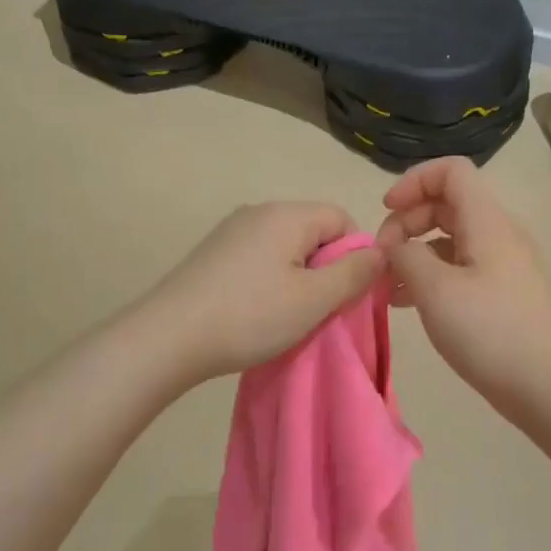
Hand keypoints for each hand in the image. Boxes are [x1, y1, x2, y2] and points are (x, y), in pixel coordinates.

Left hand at [141, 202, 383, 382]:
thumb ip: (355, 273)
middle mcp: (258, 211)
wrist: (168, 338)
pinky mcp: (212, 254)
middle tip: (319, 310)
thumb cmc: (250, 316)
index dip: (355, 255)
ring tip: (287, 316)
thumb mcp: (314, 299)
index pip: (342, 218)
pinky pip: (259, 258)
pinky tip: (256, 312)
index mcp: (287, 214)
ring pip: (286, 248)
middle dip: (326, 268)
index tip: (346, 294)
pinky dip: (269, 281)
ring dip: (298, 279)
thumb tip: (382, 252)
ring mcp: (230, 231)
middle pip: (313, 231)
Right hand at [376, 158, 550, 413]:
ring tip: (386, 284)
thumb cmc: (488, 332)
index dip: (413, 181)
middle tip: (382, 257)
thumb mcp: (435, 290)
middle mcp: (499, 234)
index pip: (451, 171)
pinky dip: (430, 274)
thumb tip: (393, 246)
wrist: (545, 388)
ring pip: (450, 238)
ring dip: (414, 251)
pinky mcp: (502, 292)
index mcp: (487, 222)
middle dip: (407, 221)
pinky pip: (460, 266)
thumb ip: (405, 256)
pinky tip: (406, 302)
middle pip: (447, 203)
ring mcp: (503, 264)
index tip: (385, 211)